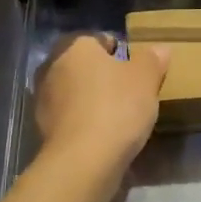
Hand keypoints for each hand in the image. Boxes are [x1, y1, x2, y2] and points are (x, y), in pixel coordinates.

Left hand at [33, 34, 169, 177]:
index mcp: (75, 46)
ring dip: (90, 100)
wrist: (82, 162)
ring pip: (73, 92)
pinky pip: (68, 117)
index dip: (120, 53)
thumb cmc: (116, 107)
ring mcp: (43, 99)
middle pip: (84, 66)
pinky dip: (82, 122)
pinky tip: (100, 135)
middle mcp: (52, 66)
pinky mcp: (41, 128)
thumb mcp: (145, 79)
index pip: (99, 40)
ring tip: (116, 117)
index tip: (136, 71)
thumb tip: (159, 49)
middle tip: (128, 93)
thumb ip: (152, 60)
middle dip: (102, 76)